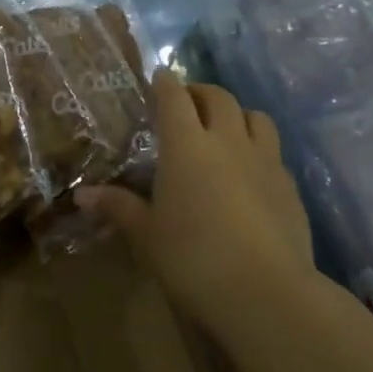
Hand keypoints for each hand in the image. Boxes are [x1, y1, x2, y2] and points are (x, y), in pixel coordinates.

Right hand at [76, 72, 312, 334]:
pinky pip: (273, 152)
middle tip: (187, 102)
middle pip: (218, 97)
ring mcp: (264, 160)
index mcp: (186, 145)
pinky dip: (258, 149)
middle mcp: (227, 140)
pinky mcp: (290, 185)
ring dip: (236, 114)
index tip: (158, 78)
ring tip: (224, 130)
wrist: (267, 293)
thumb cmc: (193, 258)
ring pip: (254, 116)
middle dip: (200, 92)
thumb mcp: (147, 235)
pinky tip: (250, 173)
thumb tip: (82, 194)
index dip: (165, 83)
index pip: (174, 97)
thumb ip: (118, 207)